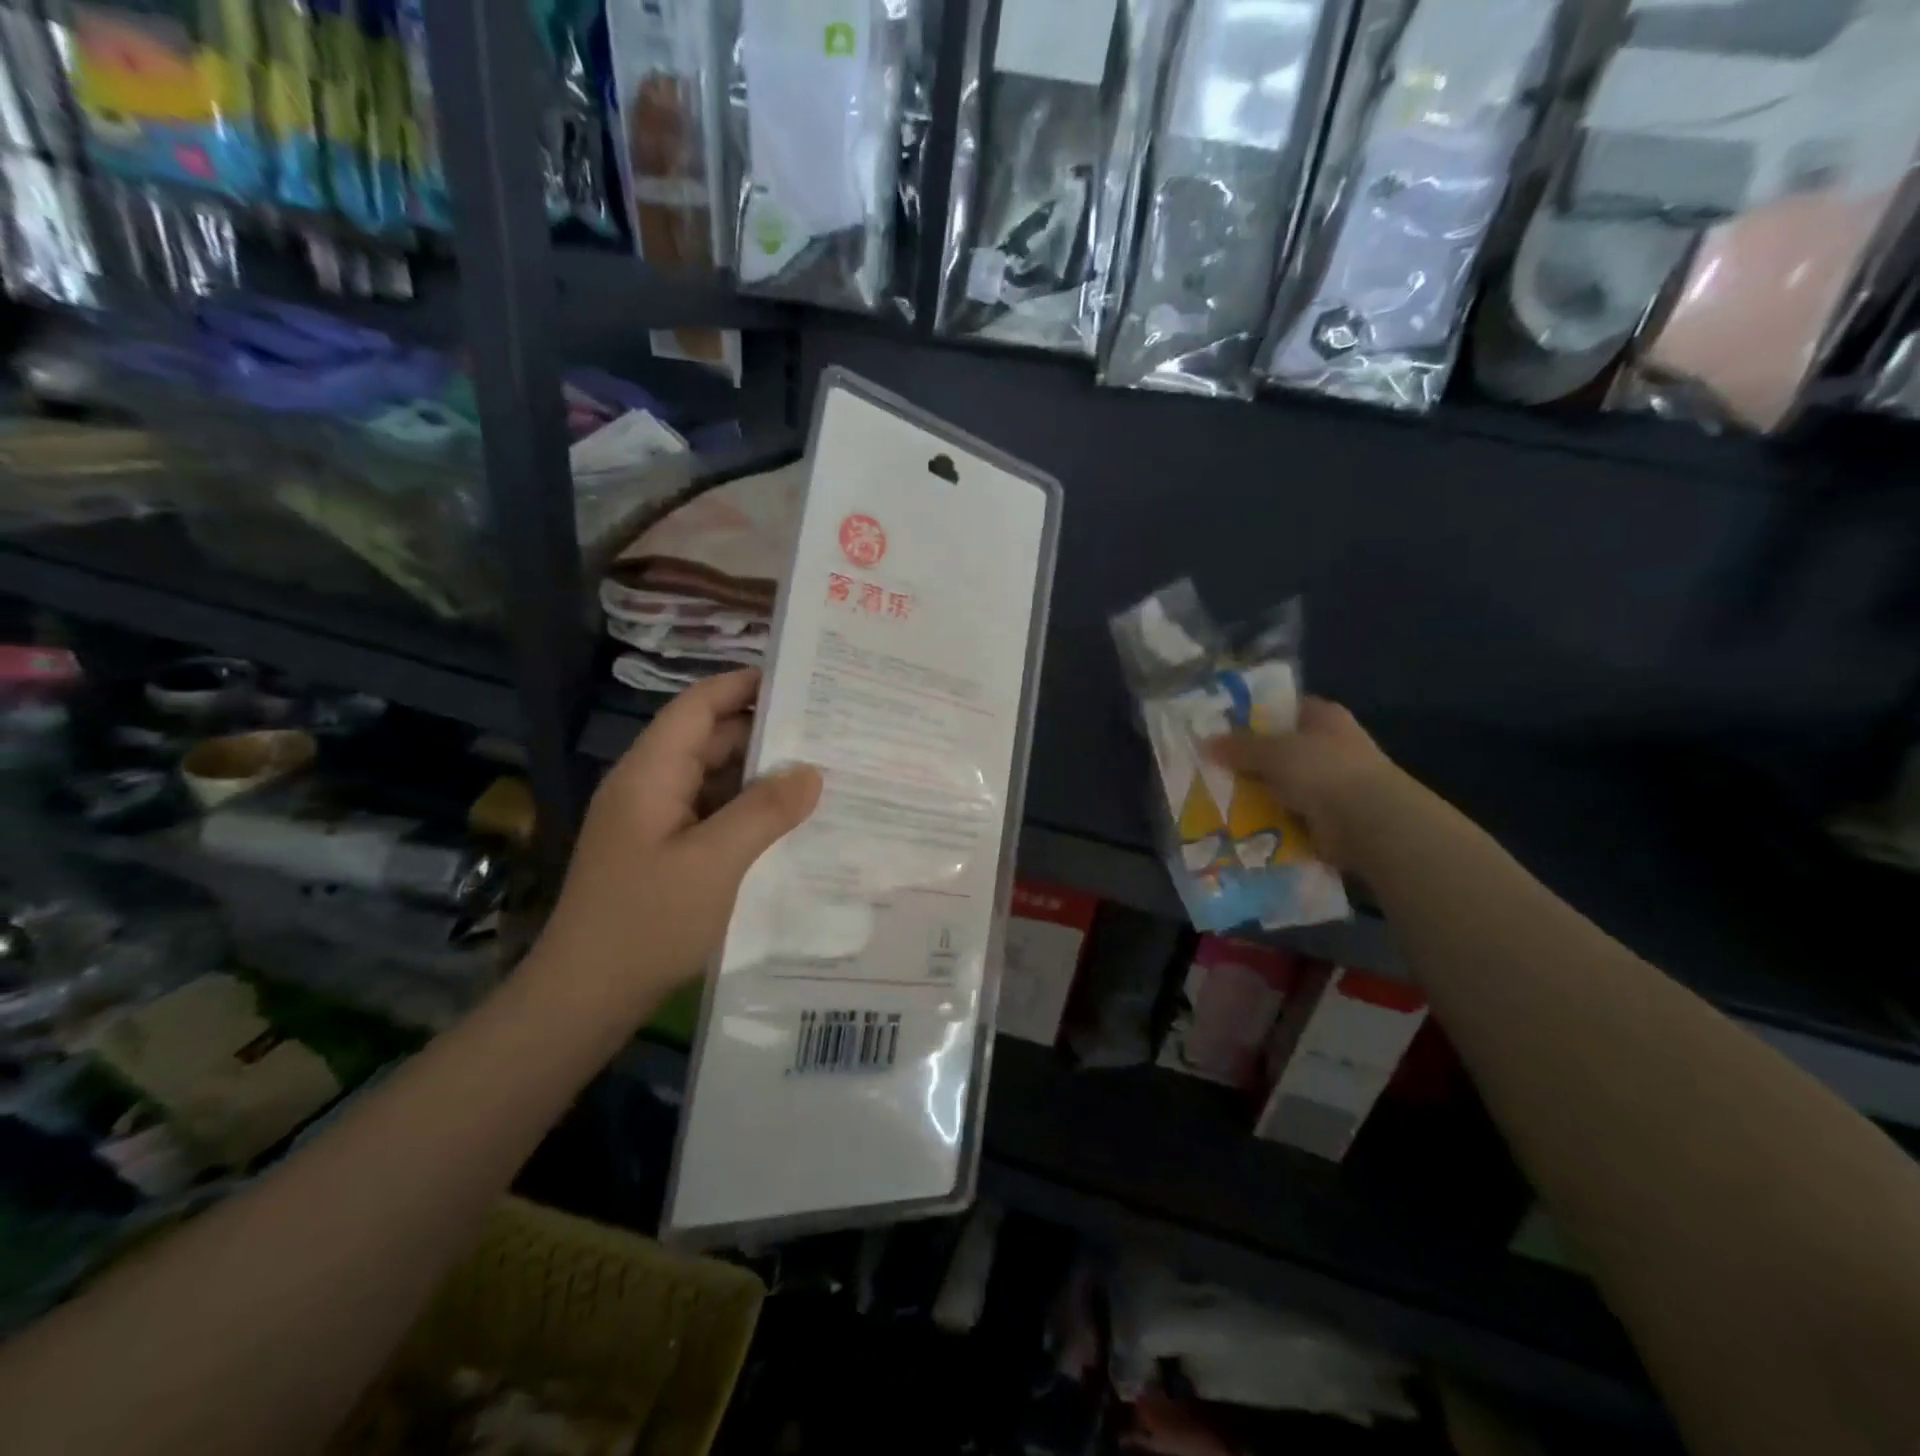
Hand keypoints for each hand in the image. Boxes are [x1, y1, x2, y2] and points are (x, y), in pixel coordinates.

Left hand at [540, 669, 820, 1014]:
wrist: (585, 998)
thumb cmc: (646, 922)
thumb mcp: (715, 863)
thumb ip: (765, 811)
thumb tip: (810, 770)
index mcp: (651, 773)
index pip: (698, 706)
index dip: (743, 686)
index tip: (800, 681)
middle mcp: (650, 786)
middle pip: (709, 740)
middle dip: (764, 733)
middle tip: (827, 733)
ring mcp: (654, 821)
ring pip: (713, 780)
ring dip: (759, 777)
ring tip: (820, 774)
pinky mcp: (663, 851)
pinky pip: (711, 814)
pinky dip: (747, 811)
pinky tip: (787, 824)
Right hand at [1203, 697, 1405, 870]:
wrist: (1369, 823)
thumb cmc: (1324, 770)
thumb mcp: (1273, 751)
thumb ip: (1239, 747)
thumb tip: (1204, 743)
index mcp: (1322, 717)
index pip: (1282, 707)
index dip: (1251, 714)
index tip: (1218, 725)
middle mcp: (1327, 745)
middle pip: (1276, 748)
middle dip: (1246, 758)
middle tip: (1207, 764)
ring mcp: (1328, 782)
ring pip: (1278, 782)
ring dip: (1254, 792)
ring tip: (1214, 796)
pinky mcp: (1324, 815)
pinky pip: (1285, 812)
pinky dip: (1266, 818)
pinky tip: (1236, 821)